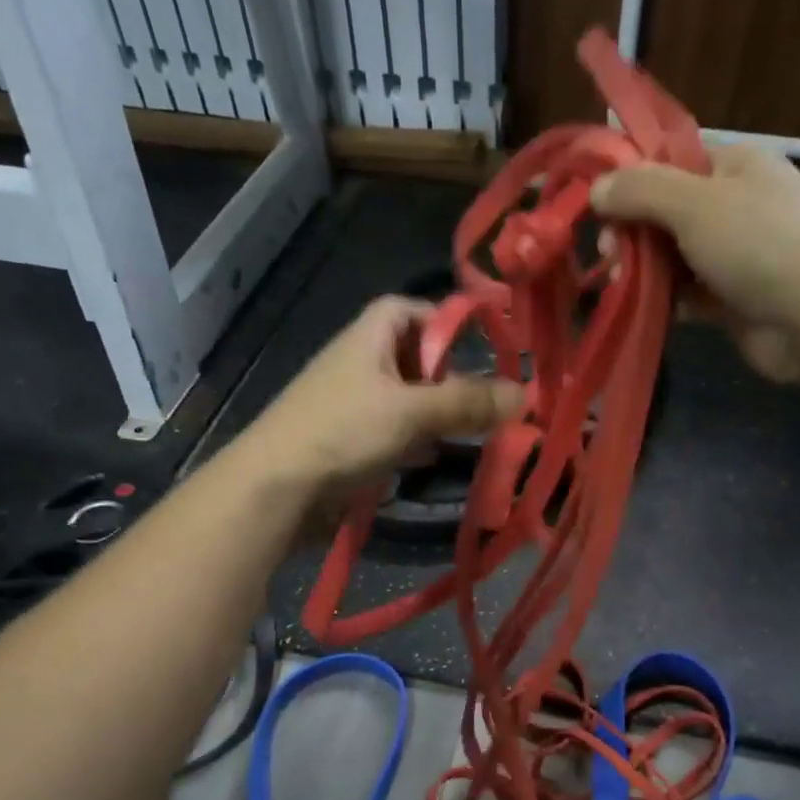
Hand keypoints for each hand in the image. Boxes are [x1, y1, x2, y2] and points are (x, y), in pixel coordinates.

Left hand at [243, 295, 521, 500]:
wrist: (276, 490)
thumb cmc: (342, 432)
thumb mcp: (411, 412)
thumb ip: (467, 403)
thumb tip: (524, 394)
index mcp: (368, 338)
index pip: (407, 309)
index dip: (442, 321)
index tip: (478, 346)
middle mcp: (359, 364)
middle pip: (412, 357)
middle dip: (448, 377)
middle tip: (482, 401)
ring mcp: (352, 405)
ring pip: (405, 399)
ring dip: (435, 414)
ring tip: (470, 432)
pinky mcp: (349, 442)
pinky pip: (391, 433)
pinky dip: (414, 442)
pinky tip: (432, 459)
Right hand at [591, 144, 799, 382]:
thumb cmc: (759, 243)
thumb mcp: (694, 203)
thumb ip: (641, 190)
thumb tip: (597, 187)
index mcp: (736, 165)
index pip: (673, 159)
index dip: (632, 176)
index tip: (598, 203)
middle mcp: (736, 205)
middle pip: (667, 210)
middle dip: (632, 230)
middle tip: (607, 252)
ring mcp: (736, 255)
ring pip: (673, 255)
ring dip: (642, 268)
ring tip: (616, 282)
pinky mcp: (732, 300)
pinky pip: (687, 293)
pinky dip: (663, 299)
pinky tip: (639, 307)